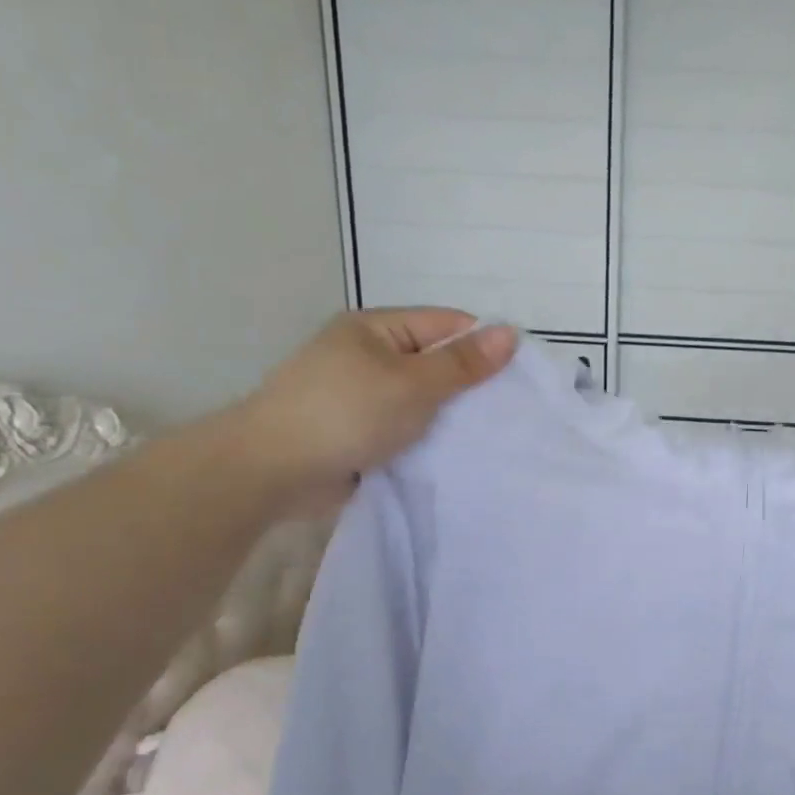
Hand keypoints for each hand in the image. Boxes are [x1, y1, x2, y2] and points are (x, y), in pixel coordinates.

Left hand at [228, 309, 516, 509]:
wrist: (273, 470)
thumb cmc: (346, 414)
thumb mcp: (412, 384)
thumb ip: (462, 364)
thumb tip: (510, 333)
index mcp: (376, 329)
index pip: (445, 325)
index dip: (483, 345)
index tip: (520, 375)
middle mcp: (368, 356)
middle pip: (434, 362)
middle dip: (470, 385)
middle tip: (511, 410)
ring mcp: (362, 396)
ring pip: (422, 400)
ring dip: (449, 416)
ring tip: (491, 435)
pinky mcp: (360, 432)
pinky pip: (406, 428)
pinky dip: (428, 438)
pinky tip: (457, 453)